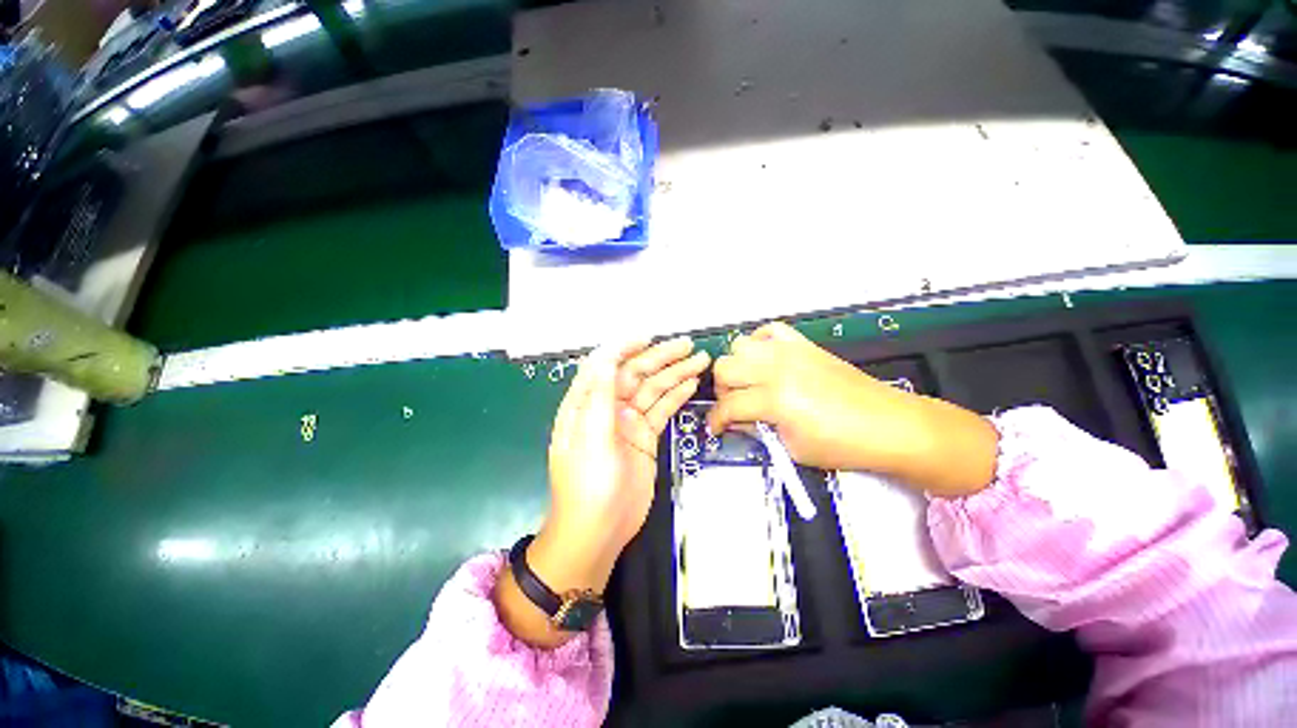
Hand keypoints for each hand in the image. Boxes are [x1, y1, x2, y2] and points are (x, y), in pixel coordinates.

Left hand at [542, 337, 709, 569]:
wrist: (599, 531)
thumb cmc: (588, 486)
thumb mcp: (590, 439)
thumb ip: (599, 398)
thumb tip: (605, 358)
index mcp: (586, 404)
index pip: (604, 365)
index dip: (624, 348)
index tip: (648, 339)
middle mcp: (608, 407)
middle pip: (635, 374)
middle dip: (660, 358)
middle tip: (688, 345)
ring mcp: (629, 422)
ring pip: (653, 390)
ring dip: (674, 374)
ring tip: (699, 360)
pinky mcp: (645, 437)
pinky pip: (662, 410)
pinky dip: (676, 396)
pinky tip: (691, 384)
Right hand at [709, 322, 996, 496]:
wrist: (889, 425)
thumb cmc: (843, 446)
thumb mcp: (792, 448)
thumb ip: (758, 429)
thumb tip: (739, 419)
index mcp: (774, 399)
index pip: (728, 406)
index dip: (716, 421)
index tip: (715, 428)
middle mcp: (776, 368)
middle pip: (725, 368)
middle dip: (723, 391)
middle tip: (735, 407)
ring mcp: (790, 351)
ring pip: (739, 346)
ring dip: (737, 367)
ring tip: (750, 383)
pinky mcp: (803, 344)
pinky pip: (769, 331)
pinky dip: (760, 343)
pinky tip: (766, 360)